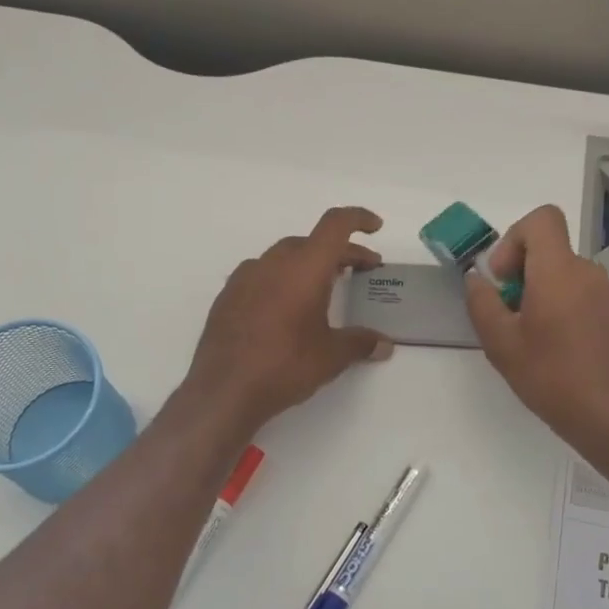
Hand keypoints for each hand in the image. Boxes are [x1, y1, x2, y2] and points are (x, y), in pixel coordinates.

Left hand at [184, 206, 392, 431]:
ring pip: (284, 257)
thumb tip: (384, 345)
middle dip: (340, 252)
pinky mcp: (227, 296)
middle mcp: (274, 262)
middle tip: (360, 271)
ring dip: (309, 264)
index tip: (375, 226)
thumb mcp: (332, 356)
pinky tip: (286, 308)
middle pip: (312, 242)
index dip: (358, 218)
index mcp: (305, 266)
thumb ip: (361, 343)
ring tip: (323, 288)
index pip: (335, 224)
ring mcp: (245, 277)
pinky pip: (262, 275)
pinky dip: (282, 280)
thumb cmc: (285, 365)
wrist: (223, 390)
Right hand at [465, 205, 608, 459]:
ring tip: (528, 336)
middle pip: (549, 248)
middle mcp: (588, 273)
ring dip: (539, 291)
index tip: (504, 279)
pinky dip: (559, 304)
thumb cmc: (551, 377)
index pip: (542, 219)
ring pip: (562, 272)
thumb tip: (478, 280)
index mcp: (559, 271)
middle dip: (520, 271)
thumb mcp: (501, 343)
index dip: (514, 239)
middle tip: (508, 313)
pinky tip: (552, 347)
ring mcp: (606, 294)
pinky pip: (579, 292)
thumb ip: (481, 303)